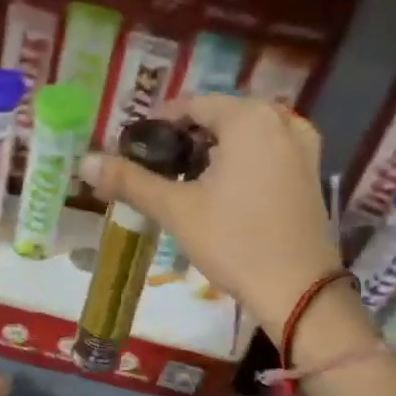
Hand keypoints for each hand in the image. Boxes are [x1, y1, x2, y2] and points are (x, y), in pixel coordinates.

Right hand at [80, 95, 341, 336]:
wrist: (297, 289)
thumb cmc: (234, 241)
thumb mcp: (176, 209)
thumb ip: (130, 181)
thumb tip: (85, 162)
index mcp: (248, 118)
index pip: (191, 105)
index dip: (158, 124)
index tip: (135, 150)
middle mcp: (280, 120)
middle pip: (220, 117)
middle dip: (186, 139)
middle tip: (157, 170)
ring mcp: (302, 145)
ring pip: (245, 134)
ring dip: (214, 150)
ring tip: (186, 181)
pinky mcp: (310, 171)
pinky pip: (267, 150)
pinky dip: (242, 161)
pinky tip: (224, 191)